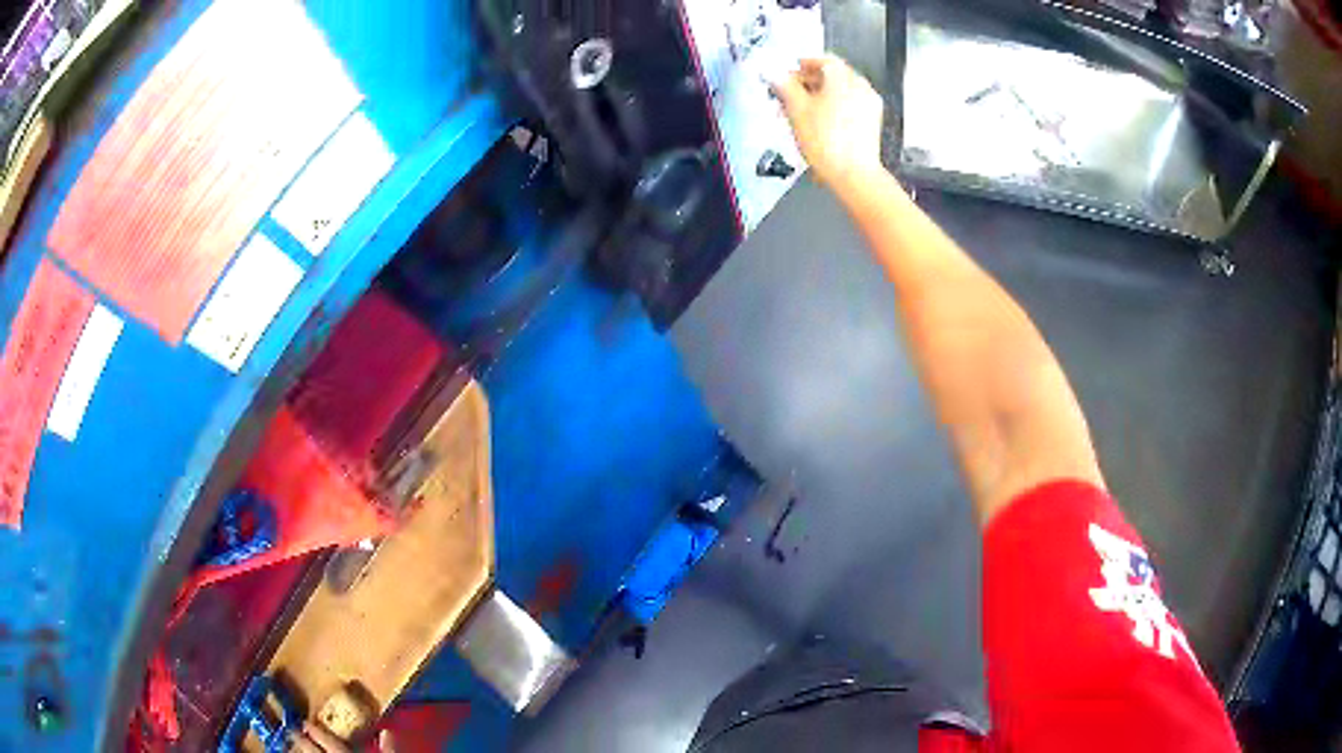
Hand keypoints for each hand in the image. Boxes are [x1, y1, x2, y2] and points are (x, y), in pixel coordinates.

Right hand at [770, 54, 883, 187]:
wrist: (853, 174)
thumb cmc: (825, 139)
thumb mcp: (796, 109)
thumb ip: (784, 86)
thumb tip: (774, 73)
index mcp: (843, 76)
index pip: (821, 60)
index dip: (801, 66)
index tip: (786, 76)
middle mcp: (860, 85)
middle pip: (831, 76)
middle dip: (808, 83)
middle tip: (788, 95)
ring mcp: (869, 103)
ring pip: (840, 92)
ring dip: (819, 97)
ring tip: (799, 112)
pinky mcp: (871, 121)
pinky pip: (849, 105)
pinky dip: (833, 108)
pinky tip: (818, 123)